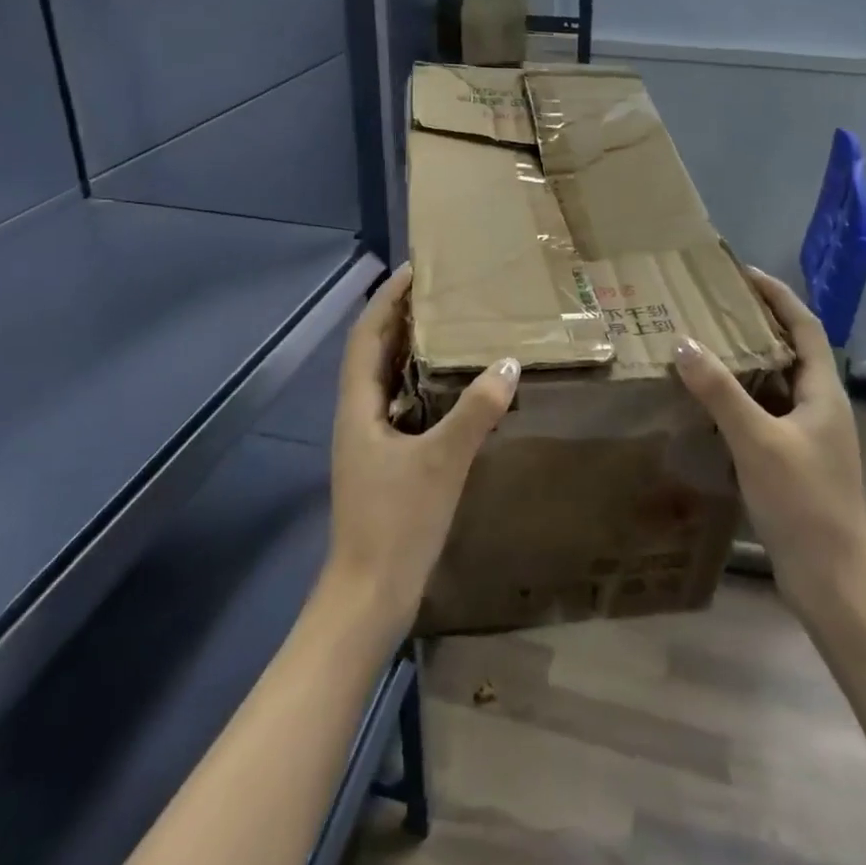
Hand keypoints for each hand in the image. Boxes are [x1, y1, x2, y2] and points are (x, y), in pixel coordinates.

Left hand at [323, 265, 519, 640]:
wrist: (369, 595)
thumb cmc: (397, 522)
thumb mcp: (442, 461)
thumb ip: (475, 411)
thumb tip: (508, 364)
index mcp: (357, 405)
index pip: (367, 334)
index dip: (387, 298)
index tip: (415, 268)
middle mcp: (357, 414)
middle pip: (374, 351)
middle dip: (400, 316)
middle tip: (440, 290)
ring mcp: (368, 440)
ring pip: (386, 379)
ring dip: (410, 349)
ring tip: (449, 327)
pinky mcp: (384, 461)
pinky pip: (401, 406)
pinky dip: (421, 385)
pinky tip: (451, 388)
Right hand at [673, 269, 865, 615]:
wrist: (833, 581)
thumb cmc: (803, 503)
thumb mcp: (757, 441)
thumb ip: (720, 392)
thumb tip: (684, 343)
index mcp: (824, 393)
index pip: (805, 327)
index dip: (778, 296)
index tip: (744, 274)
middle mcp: (822, 408)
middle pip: (792, 351)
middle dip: (758, 324)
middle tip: (715, 307)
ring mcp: (811, 437)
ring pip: (777, 385)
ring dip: (747, 362)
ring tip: (707, 345)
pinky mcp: (796, 462)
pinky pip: (767, 414)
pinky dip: (742, 399)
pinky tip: (712, 404)